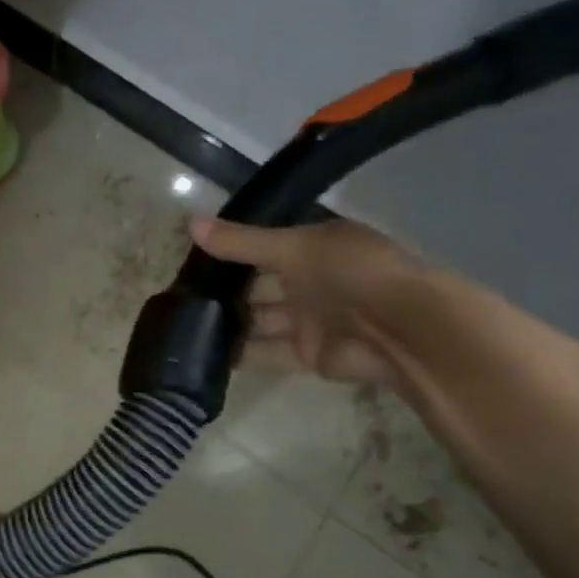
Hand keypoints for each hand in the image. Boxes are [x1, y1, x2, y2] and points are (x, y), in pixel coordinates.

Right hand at [189, 215, 422, 387]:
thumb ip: (241, 242)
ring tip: (182, 326)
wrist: (401, 328)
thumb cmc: (352, 271)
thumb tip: (188, 222)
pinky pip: (266, 352)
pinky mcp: (306, 355)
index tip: (187, 258)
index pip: (260, 248)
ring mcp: (307, 320)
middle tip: (177, 296)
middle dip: (222, 292)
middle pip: (256, 287)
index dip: (227, 251)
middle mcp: (308, 282)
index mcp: (311, 247)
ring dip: (227, 324)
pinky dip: (240, 354)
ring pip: (258, 321)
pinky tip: (203, 353)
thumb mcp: (294, 246)